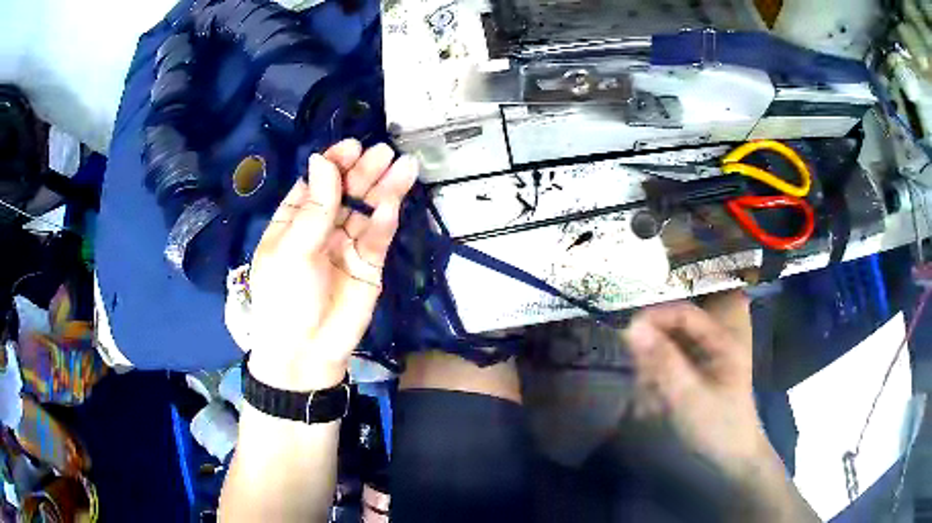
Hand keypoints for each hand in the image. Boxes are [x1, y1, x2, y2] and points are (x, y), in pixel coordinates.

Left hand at [246, 140, 417, 390]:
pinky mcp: (370, 265)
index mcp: (294, 221)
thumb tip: (322, 160)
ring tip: (403, 165)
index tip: (351, 146)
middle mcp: (322, 228)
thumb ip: (313, 207)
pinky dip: (386, 220)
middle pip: (346, 192)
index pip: (315, 183)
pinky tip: (394, 203)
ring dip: (384, 188)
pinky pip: (379, 237)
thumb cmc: (285, 299)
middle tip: (383, 152)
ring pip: (367, 211)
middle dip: (363, 171)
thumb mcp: (291, 250)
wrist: (306, 352)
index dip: (333, 164)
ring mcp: (347, 246)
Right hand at [624, 291, 770, 478]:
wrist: (733, 458)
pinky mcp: (697, 375)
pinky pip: (670, 367)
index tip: (627, 335)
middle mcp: (715, 342)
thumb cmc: (717, 426)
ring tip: (646, 400)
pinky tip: (652, 406)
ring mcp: (706, 359)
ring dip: (652, 371)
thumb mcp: (688, 396)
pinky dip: (657, 383)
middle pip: (674, 330)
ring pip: (669, 349)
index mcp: (722, 339)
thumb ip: (663, 361)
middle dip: (652, 352)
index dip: (655, 318)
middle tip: (637, 378)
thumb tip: (632, 327)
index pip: (684, 313)